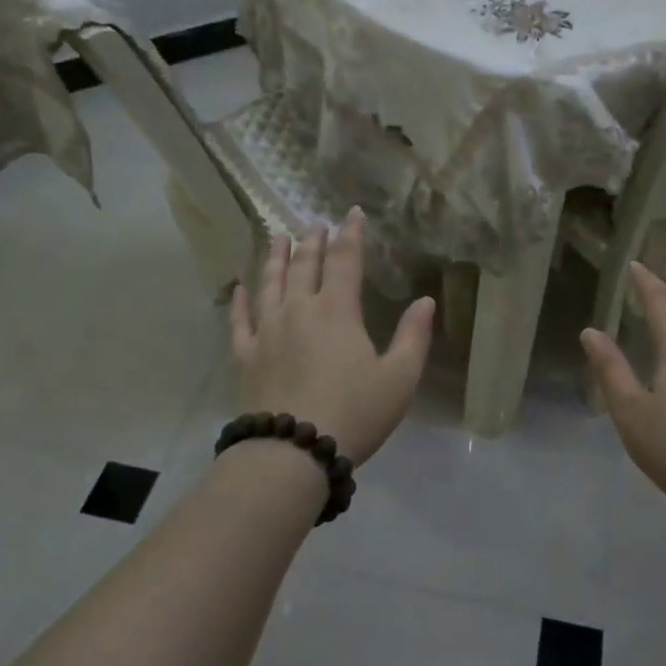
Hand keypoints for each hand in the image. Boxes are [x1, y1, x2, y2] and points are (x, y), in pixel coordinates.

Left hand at [229, 210, 435, 465]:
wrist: (293, 452)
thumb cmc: (354, 413)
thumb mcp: (400, 379)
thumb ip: (414, 337)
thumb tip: (426, 301)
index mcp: (337, 311)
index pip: (345, 261)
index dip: (351, 235)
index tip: (353, 213)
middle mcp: (299, 310)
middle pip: (304, 265)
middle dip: (313, 241)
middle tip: (316, 224)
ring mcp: (267, 331)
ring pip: (270, 283)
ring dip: (275, 257)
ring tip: (278, 236)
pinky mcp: (246, 356)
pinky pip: (239, 321)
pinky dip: (239, 301)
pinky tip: (239, 287)